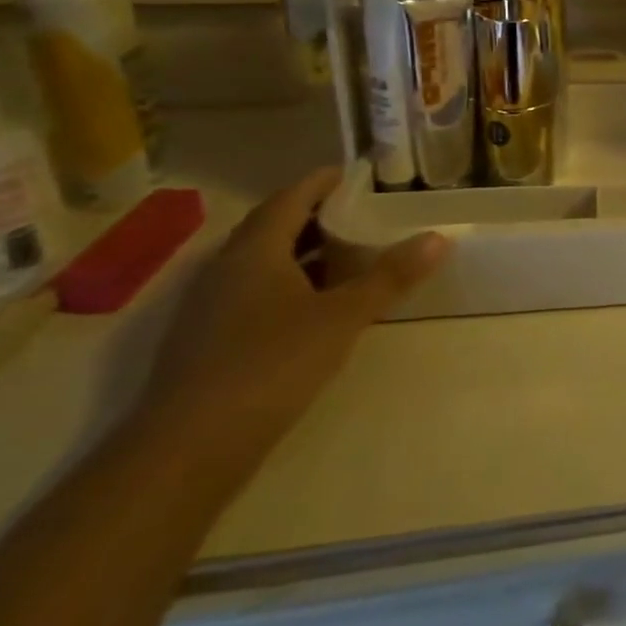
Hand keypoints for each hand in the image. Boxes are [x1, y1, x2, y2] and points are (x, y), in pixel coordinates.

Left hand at [128, 168, 446, 483]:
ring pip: (259, 262)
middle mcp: (224, 269)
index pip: (289, 198)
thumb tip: (439, 238)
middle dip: (312, 215)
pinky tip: (310, 306)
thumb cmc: (270, 365)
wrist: (186, 450)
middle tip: (355, 212)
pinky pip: (250, 292)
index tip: (351, 174)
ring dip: (299, 252)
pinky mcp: (205, 341)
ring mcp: (208, 307)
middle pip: (270, 227)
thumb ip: (390, 277)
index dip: (320, 182)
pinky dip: (285, 283)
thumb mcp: (342, 318)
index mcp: (254, 252)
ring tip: (343, 255)